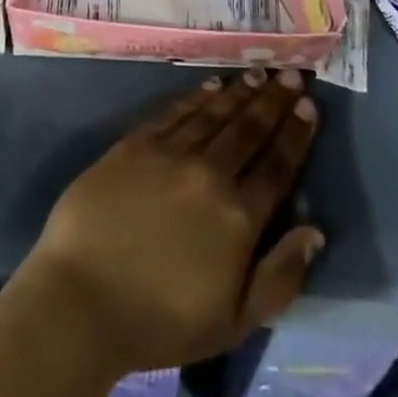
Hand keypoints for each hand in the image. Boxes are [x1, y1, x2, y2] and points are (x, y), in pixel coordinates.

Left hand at [13, 70, 322, 375]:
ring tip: (258, 73)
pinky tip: (211, 85)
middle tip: (291, 75)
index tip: (308, 105)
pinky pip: (174, 111)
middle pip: (248, 129)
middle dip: (273, 100)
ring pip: (214, 113)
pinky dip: (196, 96)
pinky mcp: (135, 144)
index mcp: (238, 217)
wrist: (83, 298)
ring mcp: (170, 153)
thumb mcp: (234, 322)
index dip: (295, 133)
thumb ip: (280, 277)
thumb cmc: (160, 321)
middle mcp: (209, 174)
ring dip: (239, 92)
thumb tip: (314, 231)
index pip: (277, 165)